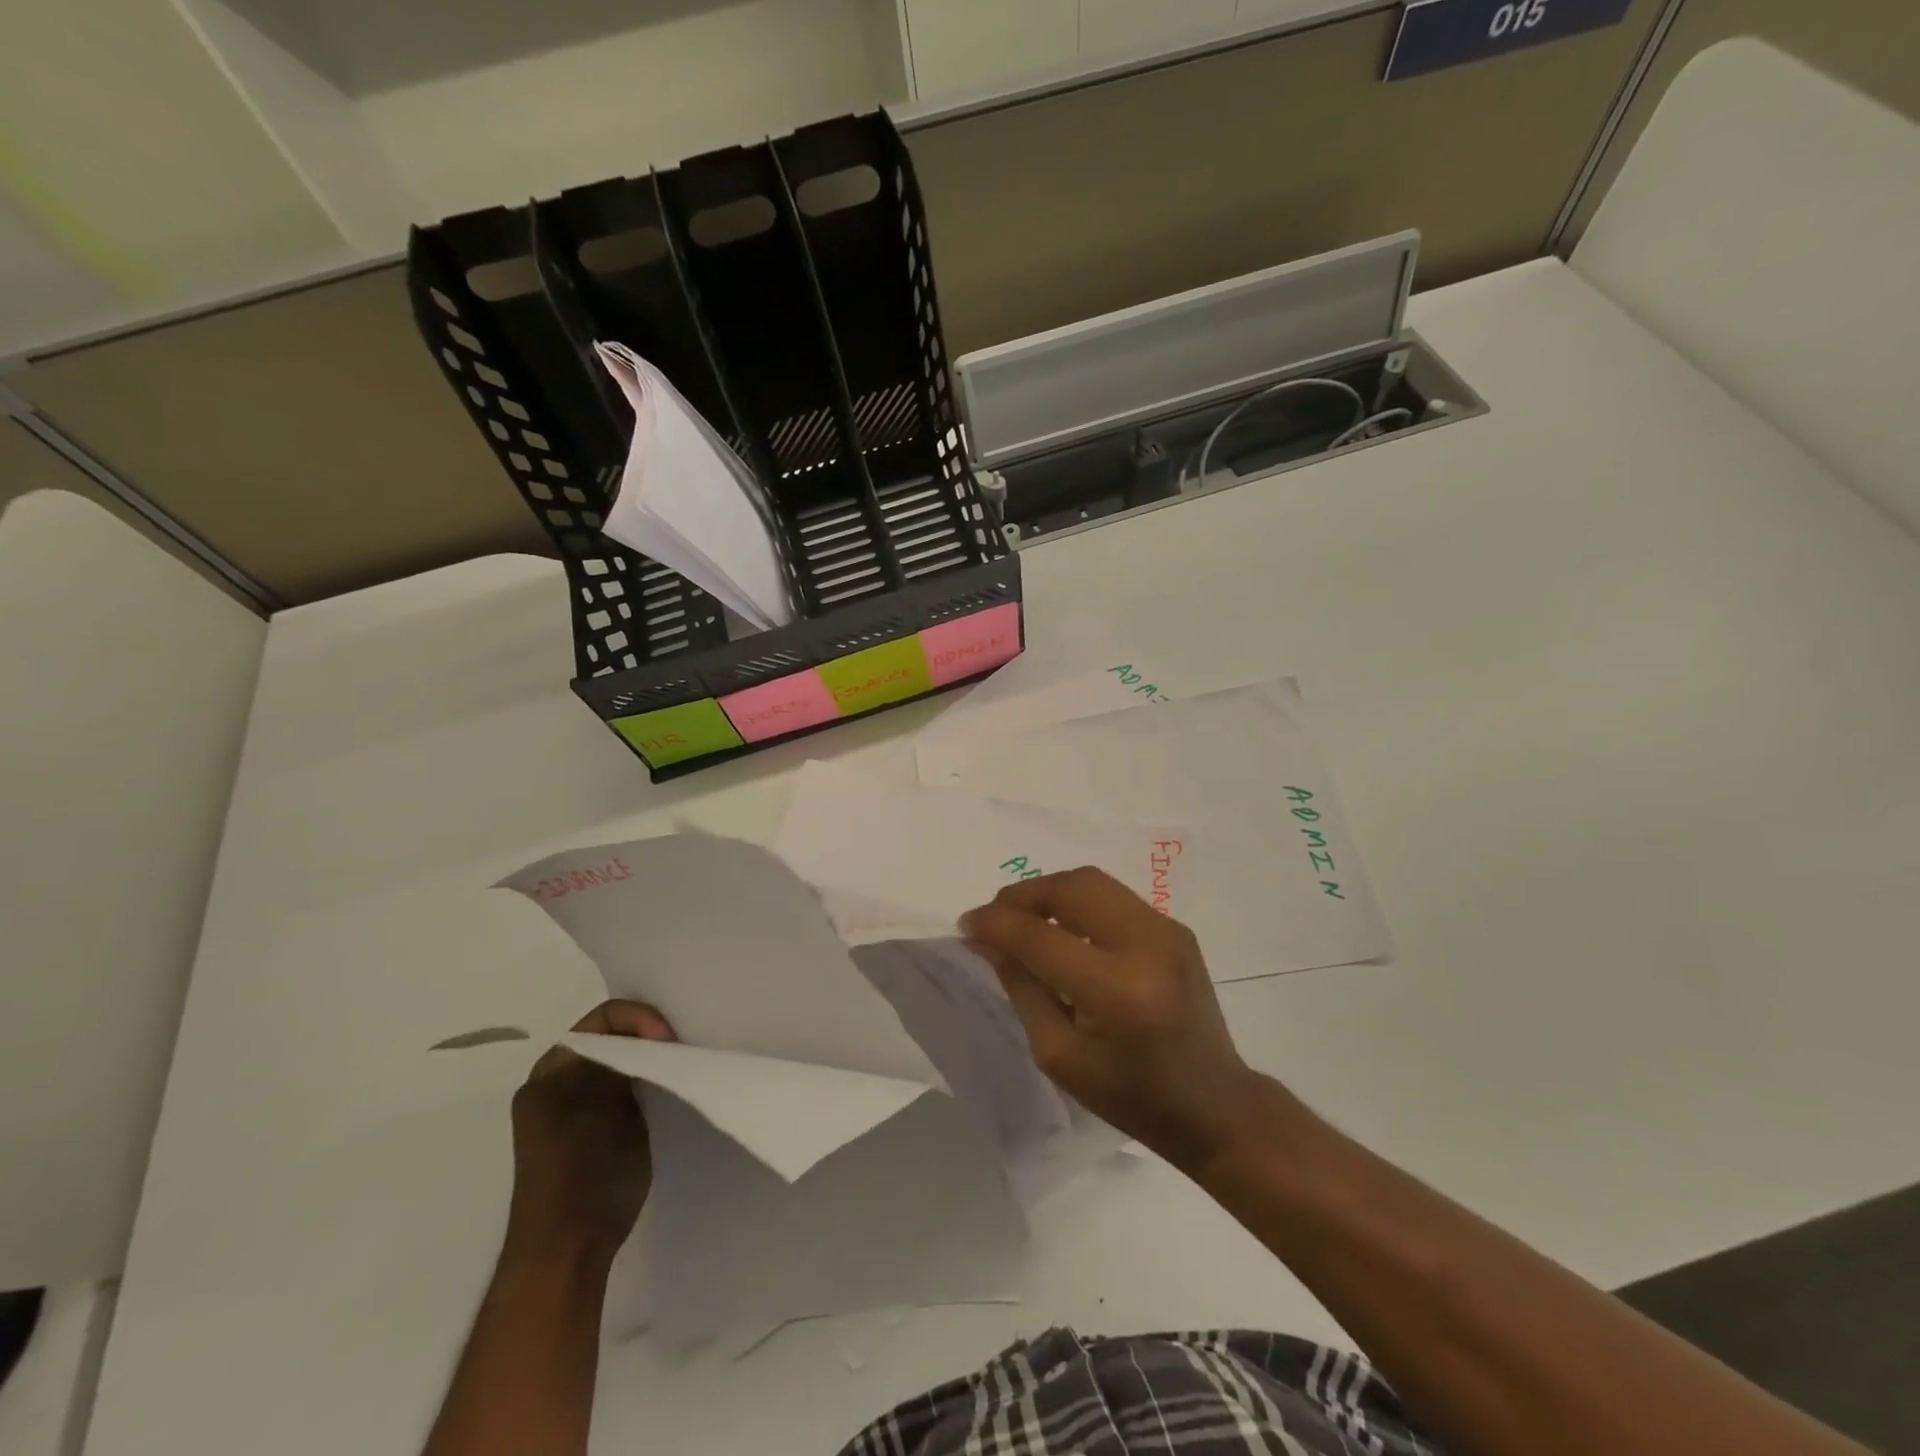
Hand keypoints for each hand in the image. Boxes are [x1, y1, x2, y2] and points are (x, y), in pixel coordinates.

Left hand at [506, 1001, 676, 1267]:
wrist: (567, 1247)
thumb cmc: (583, 1168)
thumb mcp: (606, 1101)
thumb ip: (625, 1061)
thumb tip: (652, 1042)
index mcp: (551, 1069)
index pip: (603, 1017)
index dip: (640, 1019)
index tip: (669, 1040)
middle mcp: (557, 1082)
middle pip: (611, 1037)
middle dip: (648, 1036)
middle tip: (681, 1048)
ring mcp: (573, 1109)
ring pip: (619, 1063)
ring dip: (648, 1060)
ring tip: (679, 1067)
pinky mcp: (593, 1132)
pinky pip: (621, 1088)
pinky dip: (645, 1082)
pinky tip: (667, 1092)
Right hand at [962, 868, 1257, 1171]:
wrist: (1214, 1105)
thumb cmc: (1130, 1096)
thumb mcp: (1059, 1054)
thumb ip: (1022, 987)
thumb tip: (987, 939)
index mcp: (1115, 990)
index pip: (1040, 937)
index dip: (996, 923)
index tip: (967, 923)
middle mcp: (1145, 945)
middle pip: (1071, 887)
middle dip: (1023, 894)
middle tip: (996, 916)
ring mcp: (1167, 930)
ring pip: (1093, 881)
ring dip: (1050, 892)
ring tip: (1025, 918)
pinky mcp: (1176, 928)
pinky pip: (1114, 896)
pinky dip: (1078, 902)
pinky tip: (1064, 929)